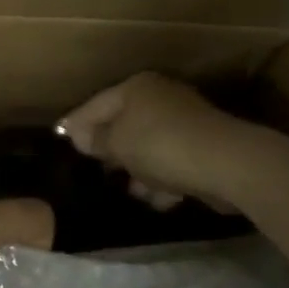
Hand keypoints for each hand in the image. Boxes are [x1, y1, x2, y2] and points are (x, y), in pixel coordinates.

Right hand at [58, 73, 248, 212]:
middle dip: (112, 151)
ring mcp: (185, 122)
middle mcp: (160, 97)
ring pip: (149, 147)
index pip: (95, 105)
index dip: (76, 124)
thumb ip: (95, 139)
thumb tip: (79, 136)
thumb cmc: (161, 145)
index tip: (61, 140)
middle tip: (96, 170)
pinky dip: (164, 179)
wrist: (227, 163)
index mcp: (136, 87)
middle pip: (124, 125)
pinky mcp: (203, 147)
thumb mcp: (117, 143)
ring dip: (139, 171)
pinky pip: (172, 162)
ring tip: (133, 193)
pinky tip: (160, 200)